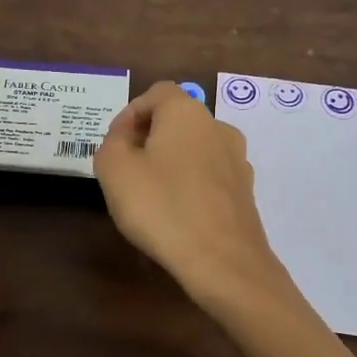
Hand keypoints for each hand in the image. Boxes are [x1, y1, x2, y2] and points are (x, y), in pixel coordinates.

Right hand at [94, 81, 287, 312]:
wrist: (224, 262)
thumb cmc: (162, 207)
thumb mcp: (114, 170)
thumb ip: (111, 144)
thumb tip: (125, 139)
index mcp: (186, 112)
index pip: (155, 94)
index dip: (129, 114)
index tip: (113, 145)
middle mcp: (218, 127)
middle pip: (176, 121)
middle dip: (148, 139)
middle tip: (125, 169)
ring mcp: (237, 161)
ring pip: (194, 150)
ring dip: (170, 163)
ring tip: (149, 194)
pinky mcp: (245, 193)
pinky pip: (209, 178)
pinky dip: (190, 186)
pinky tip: (176, 214)